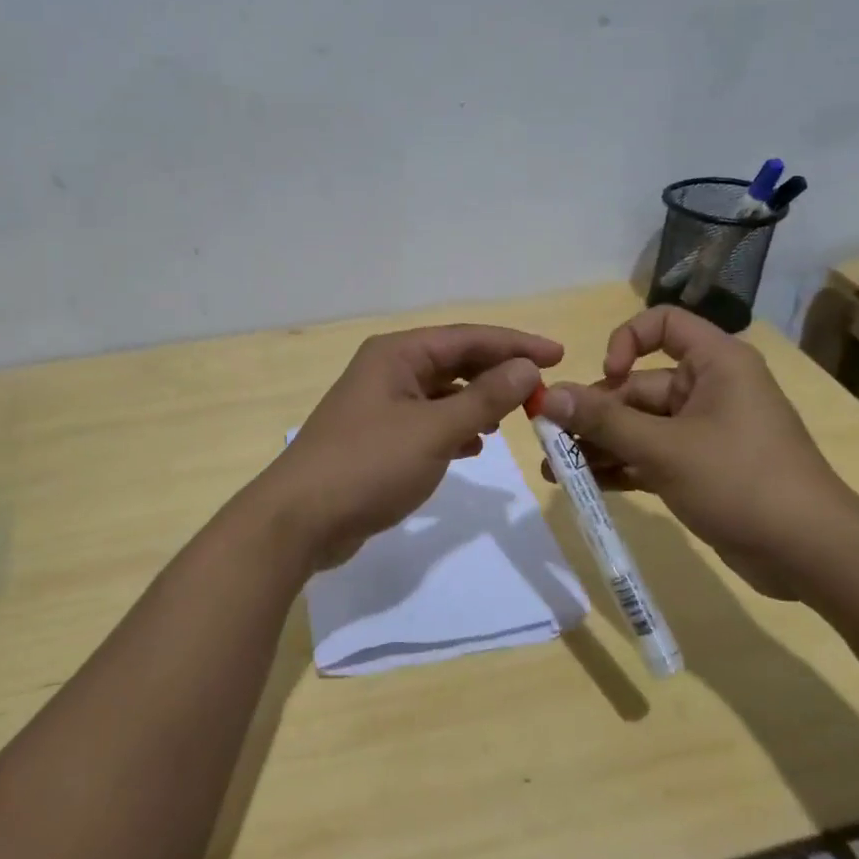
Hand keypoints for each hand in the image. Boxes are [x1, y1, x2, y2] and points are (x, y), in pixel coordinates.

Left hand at [258, 324, 562, 569]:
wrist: (300, 520)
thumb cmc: (368, 465)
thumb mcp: (434, 431)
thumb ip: (484, 399)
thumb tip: (526, 368)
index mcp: (397, 355)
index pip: (467, 338)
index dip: (515, 344)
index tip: (559, 354)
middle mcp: (387, 371)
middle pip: (454, 361)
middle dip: (498, 373)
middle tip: (542, 388)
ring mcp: (379, 406)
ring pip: (441, 393)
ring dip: (478, 401)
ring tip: (515, 416)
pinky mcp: (377, 439)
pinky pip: (427, 422)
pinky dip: (454, 428)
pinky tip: (475, 446)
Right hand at [537, 306, 858, 594]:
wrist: (810, 554)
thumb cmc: (741, 481)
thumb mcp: (664, 449)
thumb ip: (603, 421)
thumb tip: (548, 396)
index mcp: (715, 364)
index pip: (663, 324)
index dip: (626, 341)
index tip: (607, 377)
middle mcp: (710, 389)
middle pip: (639, 387)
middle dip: (593, 414)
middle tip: (550, 441)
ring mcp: (705, 432)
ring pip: (640, 426)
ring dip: (599, 445)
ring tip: (554, 470)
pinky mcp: (701, 469)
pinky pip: (651, 456)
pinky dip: (620, 467)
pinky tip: (583, 486)